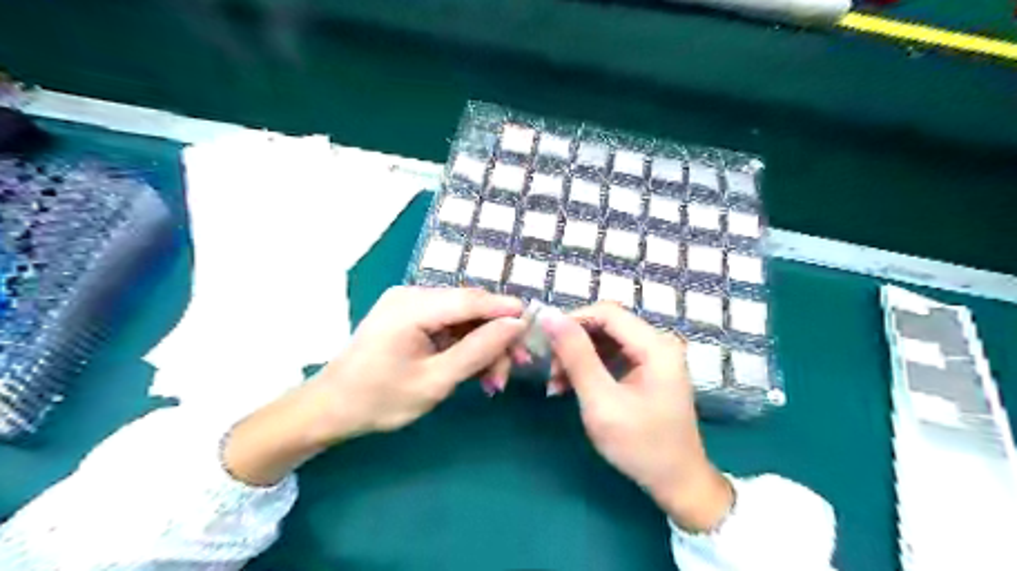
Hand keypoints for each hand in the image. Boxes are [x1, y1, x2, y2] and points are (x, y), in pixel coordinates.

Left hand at [223, 287, 524, 482]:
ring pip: (463, 319)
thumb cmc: (379, 399)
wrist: (330, 409)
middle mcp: (412, 295)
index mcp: (413, 306)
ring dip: (482, 346)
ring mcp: (410, 304)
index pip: (471, 299)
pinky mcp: (410, 317)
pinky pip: (448, 326)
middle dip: (495, 337)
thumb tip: (516, 324)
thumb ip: (478, 350)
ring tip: (493, 382)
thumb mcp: (435, 381)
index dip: (506, 309)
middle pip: (470, 309)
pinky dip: (465, 347)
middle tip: (513, 369)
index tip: (534, 327)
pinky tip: (475, 372)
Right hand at [549, 304, 731, 530]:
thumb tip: (549, 316)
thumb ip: (576, 356)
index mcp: (655, 345)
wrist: (677, 483)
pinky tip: (572, 386)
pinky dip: (590, 367)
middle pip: (606, 325)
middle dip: (573, 343)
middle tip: (550, 370)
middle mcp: (658, 342)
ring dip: (578, 356)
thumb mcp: (601, 401)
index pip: (607, 312)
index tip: (545, 343)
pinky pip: (613, 355)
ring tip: (556, 383)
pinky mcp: (648, 370)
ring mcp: (655, 356)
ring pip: (606, 340)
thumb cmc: (640, 445)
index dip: (572, 321)